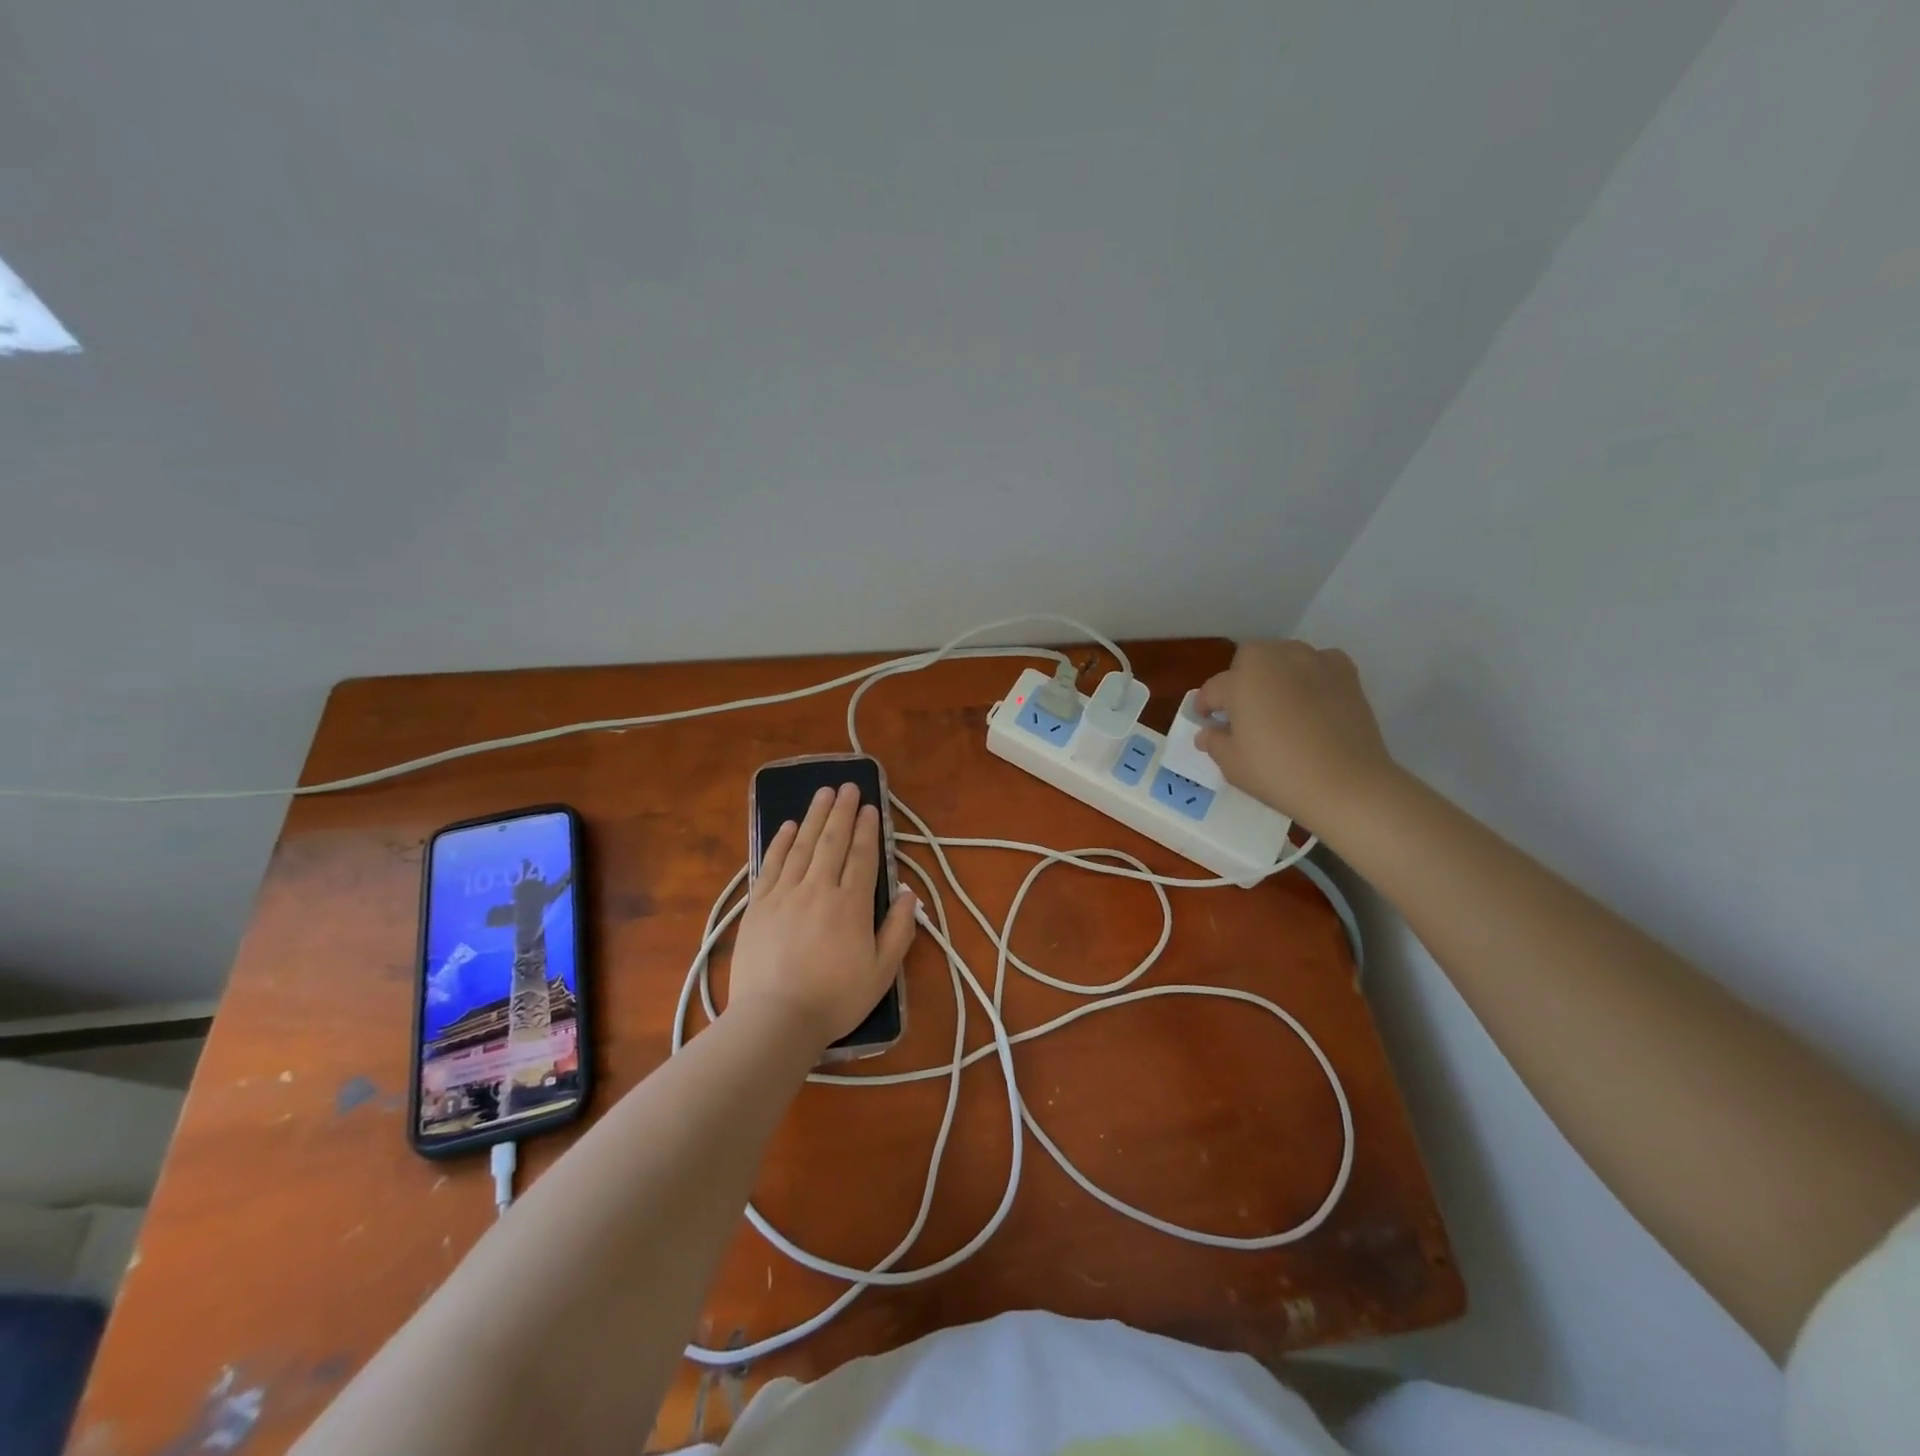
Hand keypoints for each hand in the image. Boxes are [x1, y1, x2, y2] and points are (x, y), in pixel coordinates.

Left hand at [728, 783, 917, 1054]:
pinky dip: (779, 842)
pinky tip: (786, 826)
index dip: (867, 828)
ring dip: (813, 816)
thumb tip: (910, 895)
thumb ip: (899, 931)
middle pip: (832, 841)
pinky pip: (771, 864)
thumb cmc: (835, 999)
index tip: (869, 806)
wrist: (775, 1019)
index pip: (862, 855)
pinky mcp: (758, 905)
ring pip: (802, 845)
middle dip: (841, 811)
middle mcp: (819, 888)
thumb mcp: (882, 972)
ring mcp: (785, 893)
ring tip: (822, 793)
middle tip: (846, 786)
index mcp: (851, 904)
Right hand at [1194, 640, 1396, 830]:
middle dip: (1240, 678)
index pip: (1214, 689)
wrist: (1347, 783)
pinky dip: (1310, 673)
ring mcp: (1314, 662)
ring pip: (1284, 656)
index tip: (1206, 722)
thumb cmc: (1278, 773)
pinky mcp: (1346, 673)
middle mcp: (1276, 659)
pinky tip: (1310, 698)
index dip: (1205, 706)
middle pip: (1249, 658)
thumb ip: (1214, 742)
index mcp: (1241, 680)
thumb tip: (1209, 732)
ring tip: (1277, 702)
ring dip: (1274, 672)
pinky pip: (1319, 662)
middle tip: (1242, 710)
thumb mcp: (1232, 764)